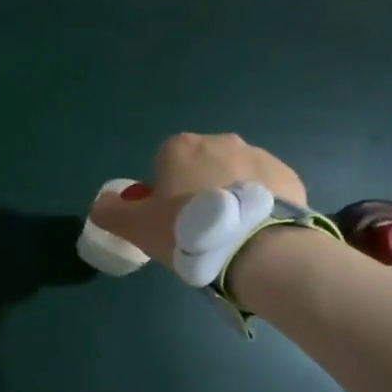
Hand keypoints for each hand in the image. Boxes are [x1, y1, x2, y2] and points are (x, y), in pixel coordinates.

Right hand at [89, 132, 308, 274]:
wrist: (258, 249)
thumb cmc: (188, 232)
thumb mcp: (137, 228)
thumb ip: (111, 213)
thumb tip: (102, 204)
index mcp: (180, 147)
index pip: (163, 164)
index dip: (164, 193)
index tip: (169, 222)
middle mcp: (220, 141)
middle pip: (201, 167)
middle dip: (199, 192)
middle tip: (199, 232)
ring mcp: (259, 156)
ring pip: (235, 177)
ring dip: (230, 198)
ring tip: (231, 237)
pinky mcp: (288, 177)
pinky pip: (265, 190)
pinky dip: (259, 206)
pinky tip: (257, 234)